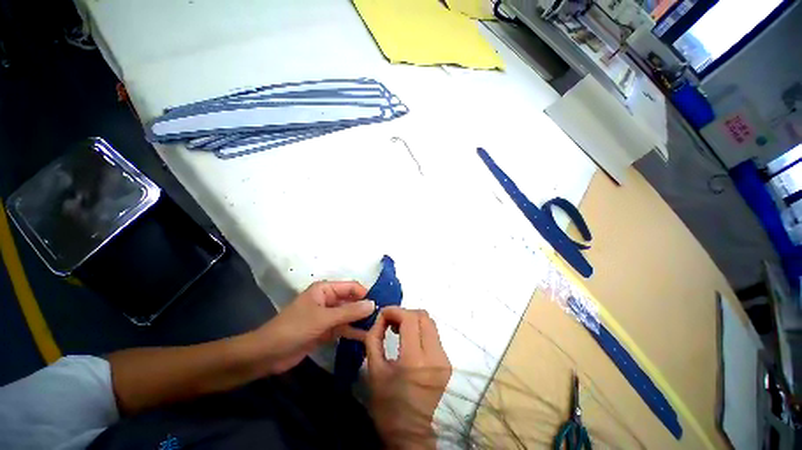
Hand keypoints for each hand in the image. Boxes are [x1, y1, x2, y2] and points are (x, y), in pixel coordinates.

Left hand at [256, 281, 374, 373]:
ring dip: (360, 321)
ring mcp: (327, 316)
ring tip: (378, 328)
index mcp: (325, 289)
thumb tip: (373, 304)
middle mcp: (328, 300)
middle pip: (351, 301)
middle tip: (383, 318)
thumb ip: (349, 312)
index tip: (381, 304)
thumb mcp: (324, 318)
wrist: (267, 355)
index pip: (351, 287)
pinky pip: (343, 328)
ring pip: (348, 315)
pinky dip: (353, 332)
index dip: (365, 294)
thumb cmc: (294, 328)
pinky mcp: (325, 331)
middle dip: (365, 308)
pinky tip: (366, 338)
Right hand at [364, 307, 451, 448]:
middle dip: (405, 313)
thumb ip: (375, 339)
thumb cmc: (389, 408)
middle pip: (423, 316)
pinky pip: (433, 335)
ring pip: (430, 323)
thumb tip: (380, 318)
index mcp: (415, 361)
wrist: (413, 436)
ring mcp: (444, 359)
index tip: (383, 314)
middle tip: (391, 322)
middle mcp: (435, 356)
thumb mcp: (374, 372)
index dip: (395, 311)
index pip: (410, 319)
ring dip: (413, 321)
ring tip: (399, 330)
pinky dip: (420, 330)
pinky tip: (410, 340)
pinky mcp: (447, 362)